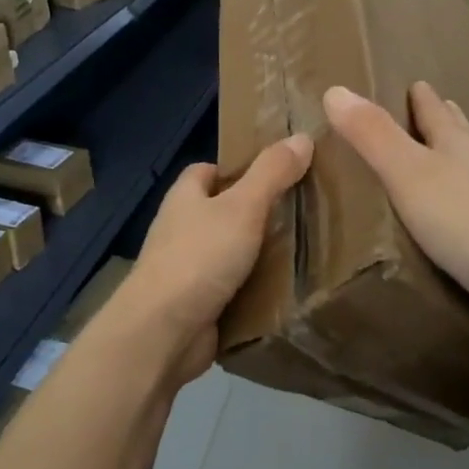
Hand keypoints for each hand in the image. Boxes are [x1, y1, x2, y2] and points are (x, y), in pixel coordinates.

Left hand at [109, 134, 313, 381]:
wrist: (163, 332)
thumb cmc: (199, 257)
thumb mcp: (242, 207)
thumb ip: (271, 173)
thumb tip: (301, 136)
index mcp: (184, 198)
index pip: (208, 171)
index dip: (239, 168)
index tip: (278, 174)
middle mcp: (181, 230)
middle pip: (222, 212)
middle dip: (256, 213)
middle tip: (302, 212)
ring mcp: (187, 270)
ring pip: (230, 252)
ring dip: (259, 254)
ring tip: (306, 249)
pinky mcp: (197, 305)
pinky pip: (233, 289)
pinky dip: (255, 289)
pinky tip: (287, 290)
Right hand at [323, 82, 468, 347]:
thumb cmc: (464, 220)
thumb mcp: (407, 173)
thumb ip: (372, 135)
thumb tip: (335, 90)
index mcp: (457, 147)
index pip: (436, 112)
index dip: (422, 96)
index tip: (414, 82)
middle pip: (458, 136)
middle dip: (443, 120)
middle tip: (428, 107)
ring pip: (467, 172)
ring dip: (450, 160)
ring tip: (435, 157)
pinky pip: (467, 212)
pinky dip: (452, 204)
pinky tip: (443, 217)